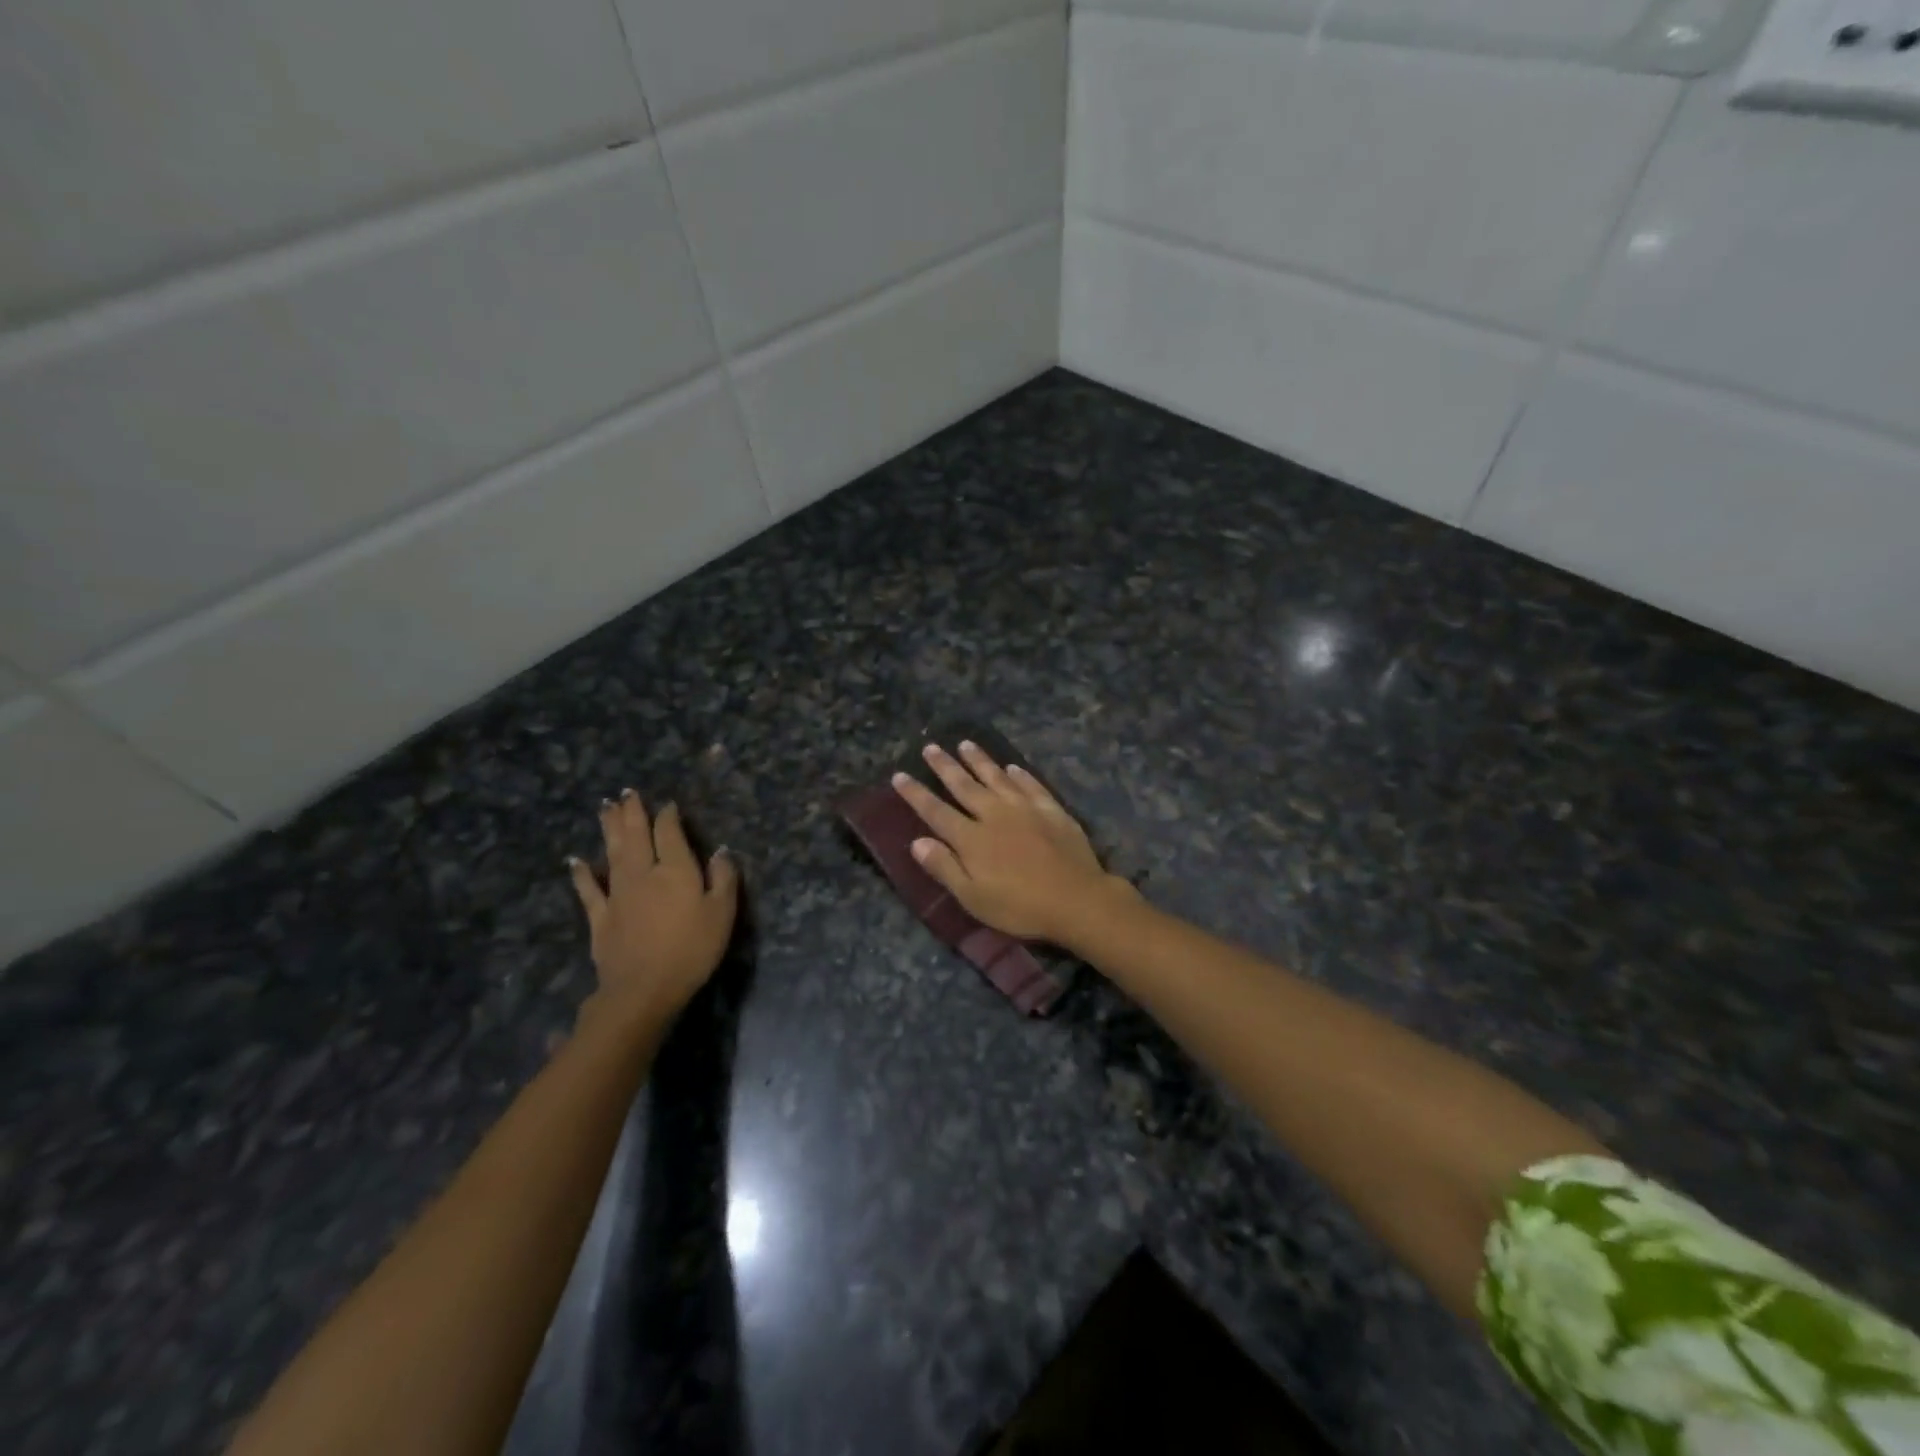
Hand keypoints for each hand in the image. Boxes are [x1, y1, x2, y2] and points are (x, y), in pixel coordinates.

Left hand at [568, 792, 737, 1024]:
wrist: (644, 989)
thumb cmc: (691, 949)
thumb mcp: (721, 914)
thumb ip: (723, 879)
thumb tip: (721, 850)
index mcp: (675, 870)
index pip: (670, 833)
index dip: (668, 817)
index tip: (668, 805)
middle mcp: (643, 873)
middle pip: (636, 836)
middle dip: (633, 812)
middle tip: (627, 792)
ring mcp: (618, 894)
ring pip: (612, 853)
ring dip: (609, 829)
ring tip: (606, 807)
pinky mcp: (600, 917)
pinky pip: (589, 890)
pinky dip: (582, 874)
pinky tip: (575, 861)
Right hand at [891, 742, 1132, 944]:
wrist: (1076, 899)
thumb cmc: (1020, 907)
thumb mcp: (973, 898)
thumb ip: (944, 868)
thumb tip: (917, 841)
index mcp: (971, 839)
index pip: (935, 811)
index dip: (916, 793)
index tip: (900, 775)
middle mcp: (994, 814)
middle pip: (964, 785)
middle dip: (945, 766)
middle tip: (930, 747)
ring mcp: (1024, 808)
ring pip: (996, 777)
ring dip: (979, 760)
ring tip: (965, 744)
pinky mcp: (1051, 809)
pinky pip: (1030, 785)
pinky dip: (1019, 774)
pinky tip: (1012, 767)